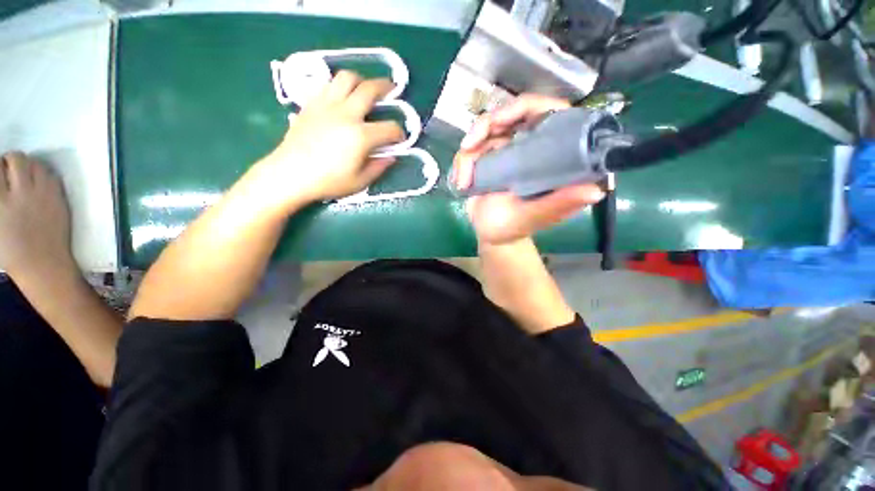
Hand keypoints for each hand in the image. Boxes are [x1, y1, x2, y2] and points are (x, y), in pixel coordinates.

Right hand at [0, 152, 74, 276]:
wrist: (42, 264)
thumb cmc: (11, 250)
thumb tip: (0, 183)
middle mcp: (20, 193)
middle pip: (17, 159)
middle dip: (11, 160)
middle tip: (10, 169)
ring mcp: (43, 195)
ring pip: (36, 164)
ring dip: (29, 165)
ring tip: (25, 175)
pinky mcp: (59, 199)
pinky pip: (52, 176)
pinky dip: (44, 175)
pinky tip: (39, 183)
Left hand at [254, 71, 405, 207]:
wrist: (290, 174)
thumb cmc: (328, 181)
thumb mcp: (360, 182)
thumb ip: (379, 167)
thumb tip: (391, 157)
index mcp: (361, 137)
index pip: (389, 128)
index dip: (399, 133)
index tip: (400, 138)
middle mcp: (346, 114)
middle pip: (370, 89)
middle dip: (386, 87)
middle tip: (392, 89)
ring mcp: (327, 105)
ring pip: (347, 77)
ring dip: (361, 79)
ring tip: (365, 87)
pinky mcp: (312, 103)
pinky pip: (328, 84)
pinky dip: (340, 85)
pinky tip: (343, 95)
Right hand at [452, 94, 604, 244]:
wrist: (490, 236)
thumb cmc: (514, 228)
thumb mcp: (535, 217)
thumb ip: (559, 204)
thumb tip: (595, 190)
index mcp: (549, 156)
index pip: (548, 113)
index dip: (526, 106)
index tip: (502, 120)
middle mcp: (529, 148)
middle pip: (511, 114)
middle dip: (487, 124)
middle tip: (472, 143)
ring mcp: (505, 152)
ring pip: (486, 129)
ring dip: (470, 147)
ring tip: (464, 177)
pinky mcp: (486, 160)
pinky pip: (471, 150)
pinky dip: (462, 164)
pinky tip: (461, 183)